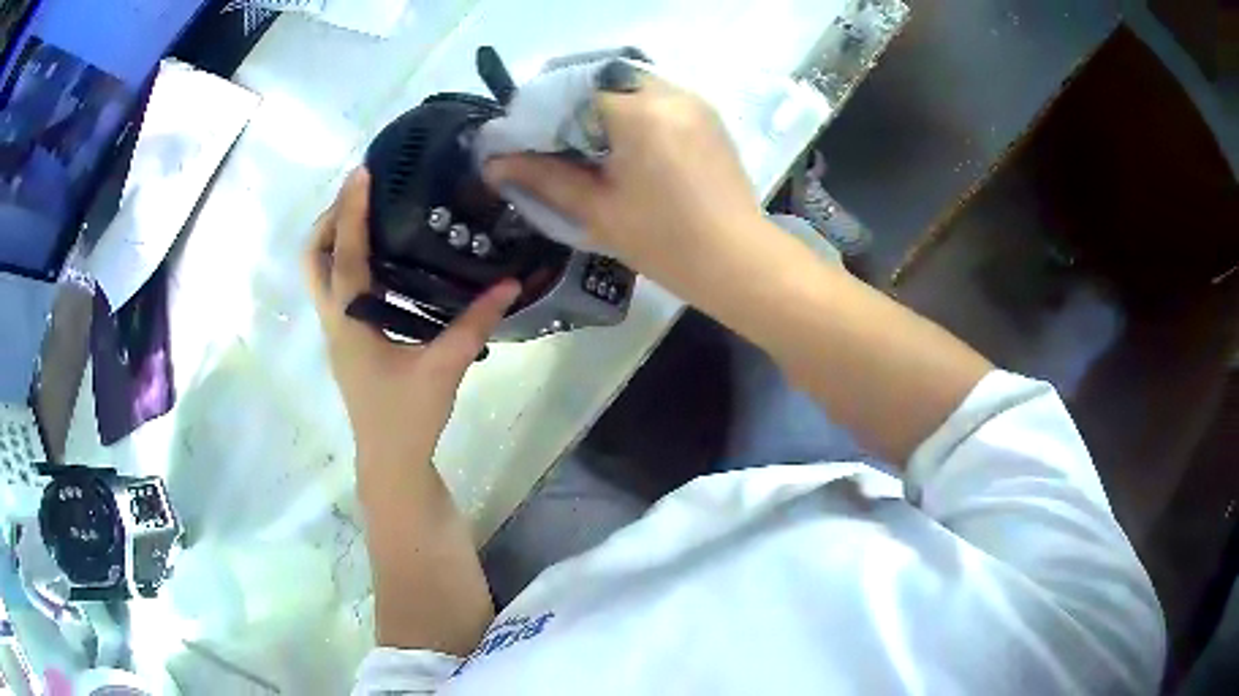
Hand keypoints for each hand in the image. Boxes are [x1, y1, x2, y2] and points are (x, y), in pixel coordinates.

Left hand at [303, 169, 520, 468]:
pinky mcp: (348, 340)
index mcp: (350, 322)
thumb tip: (510, 284)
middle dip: (330, 220)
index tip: (362, 172)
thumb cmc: (408, 418)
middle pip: (313, 259)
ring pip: (320, 274)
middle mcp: (335, 321)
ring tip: (370, 213)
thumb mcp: (444, 368)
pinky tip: (383, 258)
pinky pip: (337, 288)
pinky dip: (348, 261)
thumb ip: (474, 324)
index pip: (345, 256)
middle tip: (361, 194)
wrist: (390, 462)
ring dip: (336, 239)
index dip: (352, 211)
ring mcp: (337, 331)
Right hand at [483, 70, 768, 298]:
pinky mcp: (707, 117)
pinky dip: (631, 112)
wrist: (737, 261)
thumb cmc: (664, 241)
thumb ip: (542, 178)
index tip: (528, 136)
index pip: (574, 85)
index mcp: (638, 111)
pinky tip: (624, 147)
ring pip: (631, 86)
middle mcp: (669, 92)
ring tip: (586, 146)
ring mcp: (693, 102)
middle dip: (571, 104)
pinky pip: (657, 99)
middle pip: (603, 80)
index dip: (544, 107)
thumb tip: (493, 165)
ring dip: (602, 106)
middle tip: (554, 141)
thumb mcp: (596, 209)